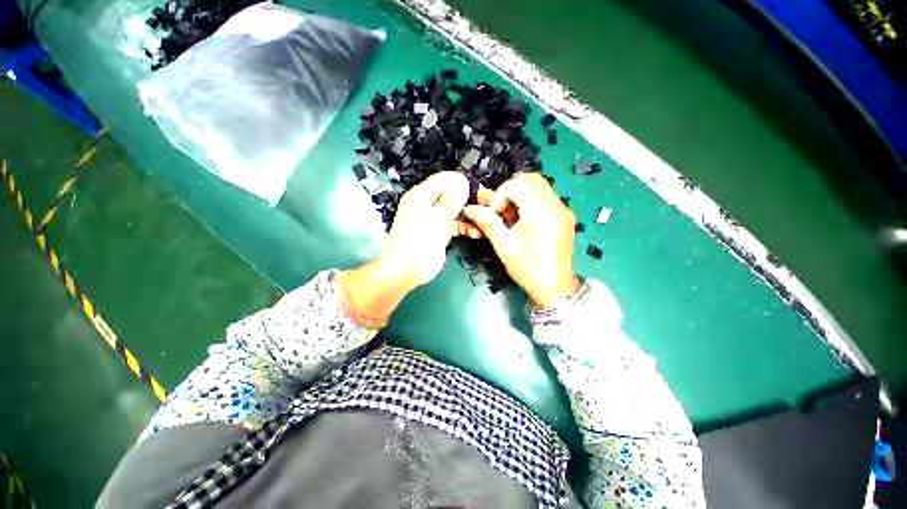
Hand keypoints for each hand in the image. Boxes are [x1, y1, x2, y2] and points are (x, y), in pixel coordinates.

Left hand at [381, 171, 479, 287]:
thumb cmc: (416, 244)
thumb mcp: (435, 220)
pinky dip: (466, 227)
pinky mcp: (441, 232)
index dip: (461, 182)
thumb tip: (462, 183)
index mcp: (421, 196)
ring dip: (469, 215)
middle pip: (452, 194)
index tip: (478, 189)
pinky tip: (475, 232)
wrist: (406, 271)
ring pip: (456, 210)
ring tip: (484, 219)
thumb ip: (449, 202)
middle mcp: (428, 204)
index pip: (444, 179)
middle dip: (468, 198)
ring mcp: (435, 219)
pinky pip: (456, 224)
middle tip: (485, 204)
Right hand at [463, 173, 580, 307]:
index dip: (500, 195)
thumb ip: (487, 222)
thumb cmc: (527, 269)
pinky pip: (545, 197)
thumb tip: (469, 208)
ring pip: (538, 186)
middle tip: (500, 209)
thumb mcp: (504, 246)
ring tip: (509, 214)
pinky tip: (521, 220)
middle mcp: (555, 205)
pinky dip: (530, 201)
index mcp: (541, 212)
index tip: (494, 213)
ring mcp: (563, 209)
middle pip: (530, 179)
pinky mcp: (564, 215)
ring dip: (519, 194)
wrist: (554, 288)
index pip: (518, 185)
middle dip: (510, 190)